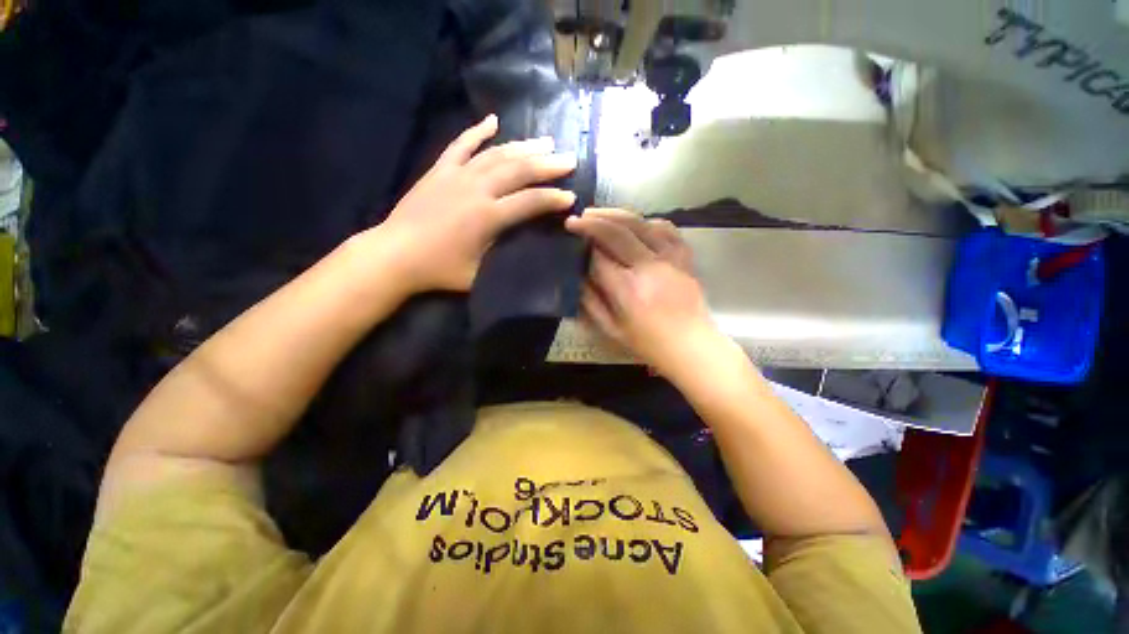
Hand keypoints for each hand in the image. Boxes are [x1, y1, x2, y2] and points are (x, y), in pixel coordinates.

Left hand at [379, 114, 576, 291]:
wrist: (394, 255)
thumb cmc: (439, 270)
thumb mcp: (479, 275)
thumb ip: (504, 258)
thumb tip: (526, 248)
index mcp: (488, 217)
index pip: (530, 202)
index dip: (553, 199)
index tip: (571, 197)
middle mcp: (477, 189)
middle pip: (519, 170)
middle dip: (548, 165)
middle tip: (569, 159)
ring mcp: (456, 175)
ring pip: (497, 154)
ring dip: (523, 147)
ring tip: (545, 141)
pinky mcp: (439, 170)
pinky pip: (461, 144)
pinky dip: (477, 131)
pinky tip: (493, 121)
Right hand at [566, 208, 727, 376]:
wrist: (692, 346)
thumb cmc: (649, 344)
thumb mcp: (612, 330)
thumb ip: (590, 303)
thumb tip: (576, 277)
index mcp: (628, 291)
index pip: (598, 258)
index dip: (582, 245)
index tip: (570, 236)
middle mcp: (648, 268)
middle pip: (616, 233)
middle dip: (592, 222)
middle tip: (576, 219)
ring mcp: (670, 258)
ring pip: (640, 223)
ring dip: (615, 214)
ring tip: (597, 213)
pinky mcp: (684, 257)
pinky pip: (666, 228)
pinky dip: (646, 221)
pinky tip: (634, 222)